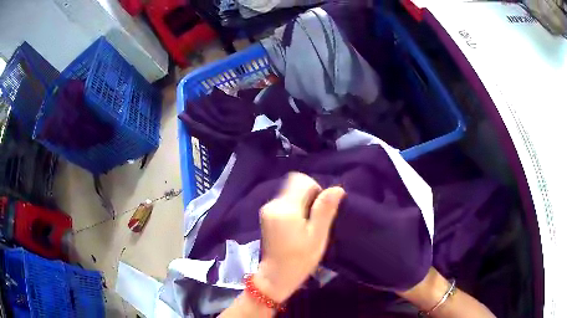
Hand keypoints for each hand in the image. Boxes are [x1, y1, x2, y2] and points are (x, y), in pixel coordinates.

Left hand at [253, 173, 344, 302]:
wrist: (275, 276)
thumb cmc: (300, 260)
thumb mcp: (317, 236)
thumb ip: (325, 210)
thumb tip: (338, 188)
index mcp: (286, 208)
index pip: (301, 180)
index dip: (315, 189)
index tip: (320, 209)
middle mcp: (273, 204)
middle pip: (294, 184)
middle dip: (309, 195)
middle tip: (315, 218)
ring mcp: (267, 209)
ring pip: (290, 192)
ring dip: (302, 202)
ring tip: (307, 224)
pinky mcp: (266, 215)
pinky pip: (284, 201)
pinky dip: (294, 207)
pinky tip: (297, 226)